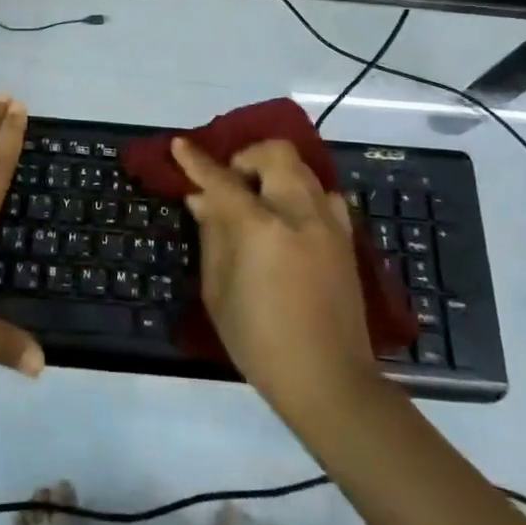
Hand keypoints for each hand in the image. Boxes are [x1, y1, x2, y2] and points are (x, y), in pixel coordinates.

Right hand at [171, 137, 380, 423]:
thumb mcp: (218, 291)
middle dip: (246, 157)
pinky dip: (302, 192)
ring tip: (258, 197)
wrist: (328, 380)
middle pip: (275, 154)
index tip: (179, 144)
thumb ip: (212, 235)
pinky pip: (324, 194)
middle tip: (230, 181)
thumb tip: (201, 199)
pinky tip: (288, 217)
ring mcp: (328, 224)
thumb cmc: (259, 341)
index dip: (197, 161)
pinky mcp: (346, 238)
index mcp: (262, 229)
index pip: (223, 180)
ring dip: (275, 171)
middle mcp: (299, 214)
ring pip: (302, 168)